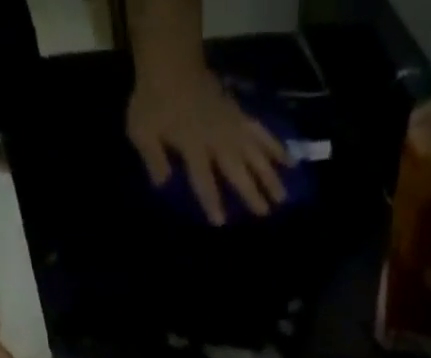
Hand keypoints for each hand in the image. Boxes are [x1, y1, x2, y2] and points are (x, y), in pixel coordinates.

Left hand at [127, 60, 289, 225]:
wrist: (171, 61)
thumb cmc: (153, 101)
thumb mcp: (141, 131)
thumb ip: (153, 159)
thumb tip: (163, 185)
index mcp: (192, 145)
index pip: (203, 178)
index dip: (212, 200)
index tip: (221, 222)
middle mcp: (216, 139)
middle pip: (237, 168)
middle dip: (251, 192)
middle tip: (266, 213)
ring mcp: (231, 125)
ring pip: (254, 152)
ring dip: (270, 175)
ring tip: (283, 197)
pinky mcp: (240, 115)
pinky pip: (261, 132)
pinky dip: (276, 146)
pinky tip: (289, 160)